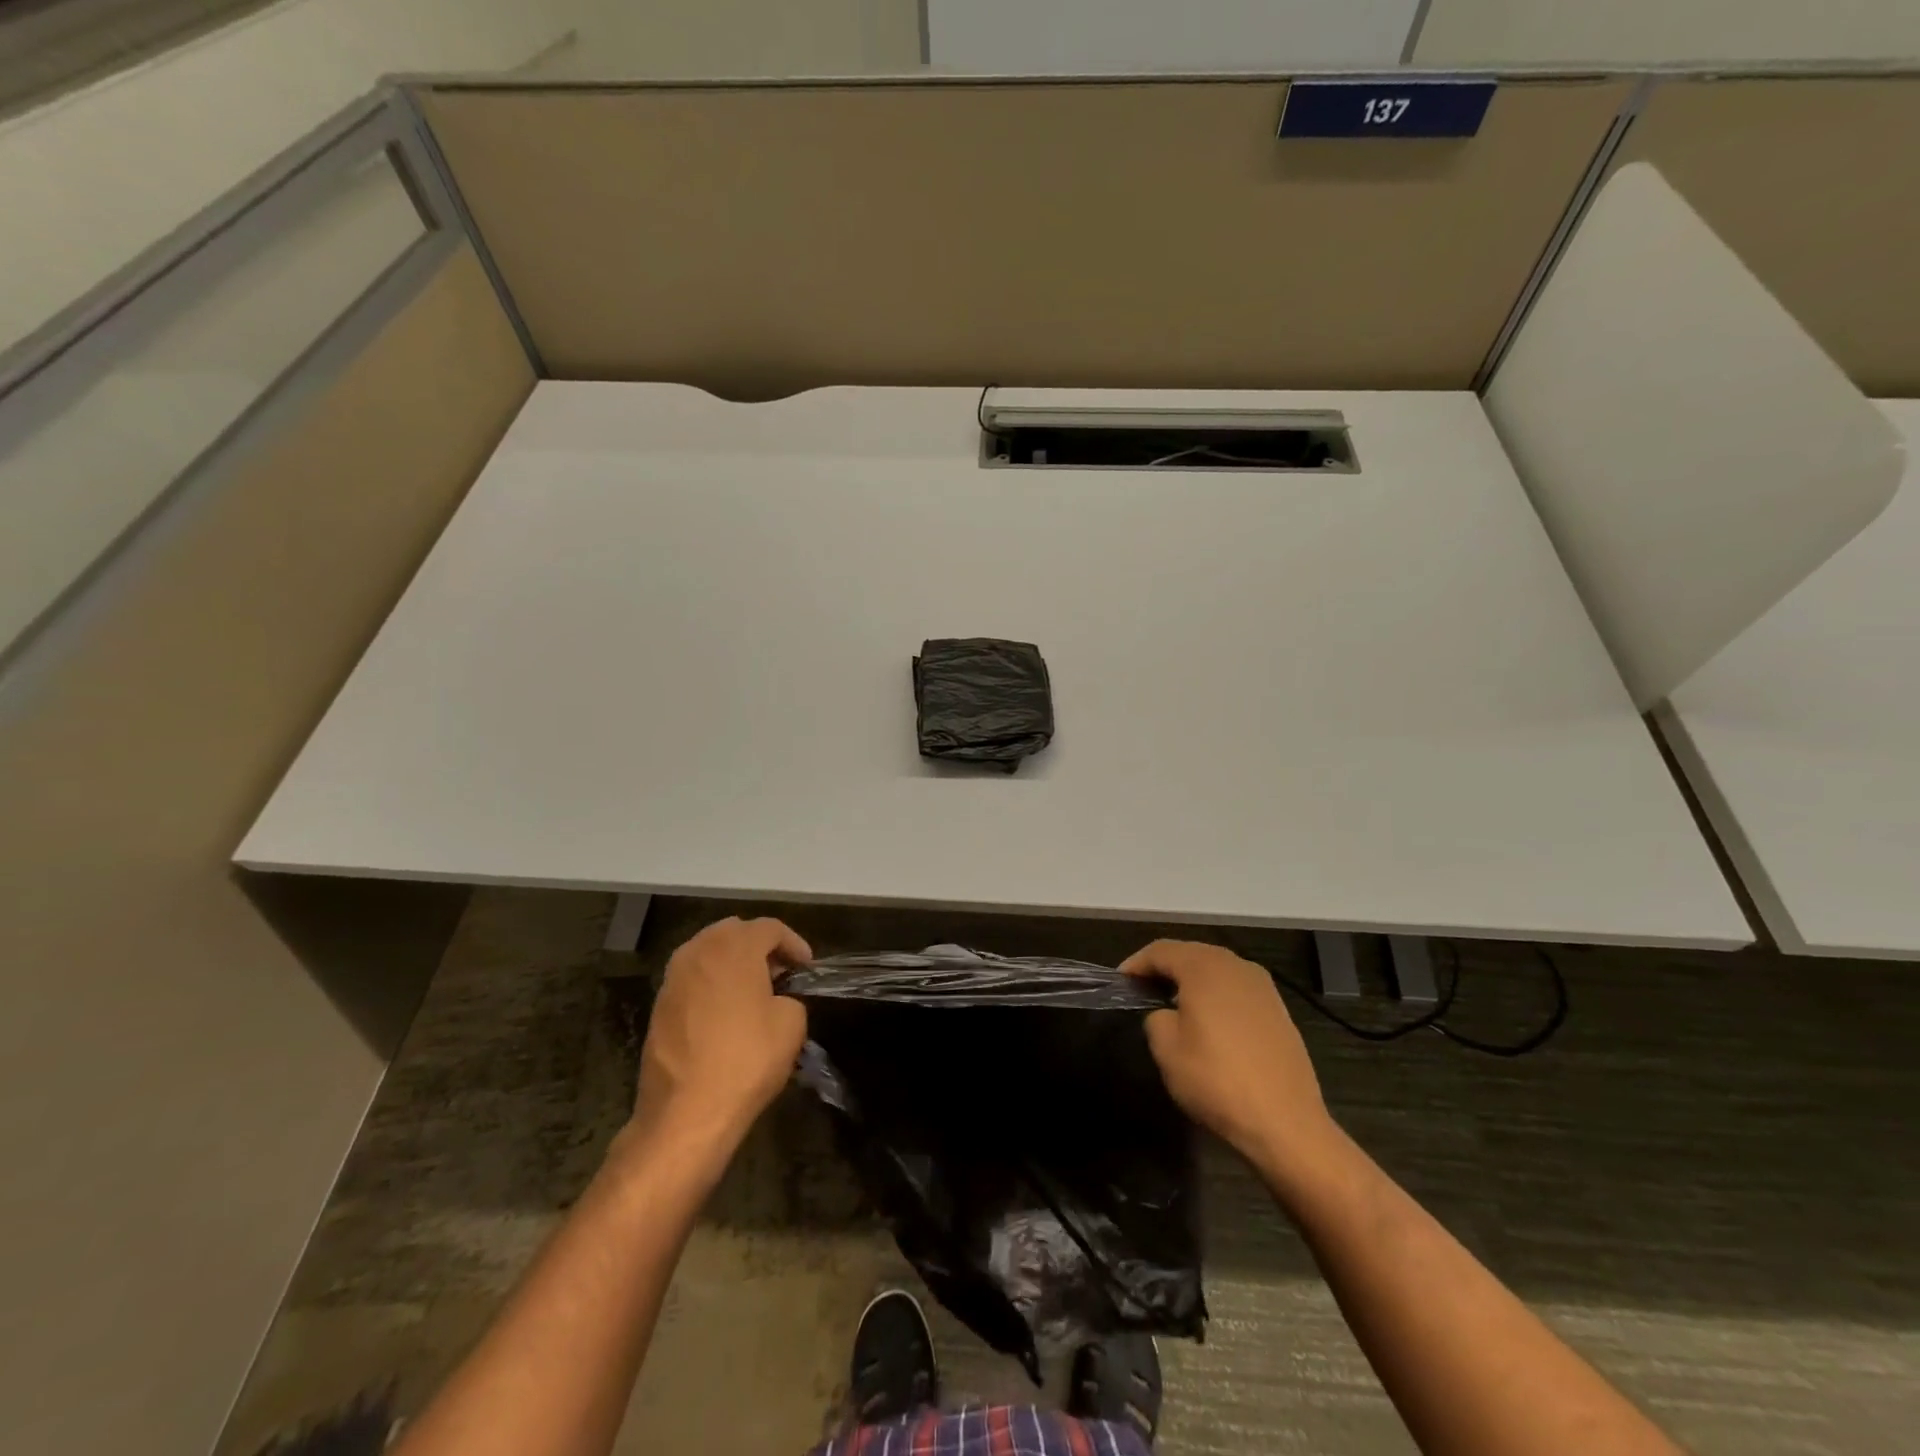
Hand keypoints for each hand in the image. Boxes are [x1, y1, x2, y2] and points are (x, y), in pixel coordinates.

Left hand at [633, 917, 811, 1150]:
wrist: (686, 1114)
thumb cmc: (746, 1059)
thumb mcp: (791, 1024)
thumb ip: (790, 997)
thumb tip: (777, 1000)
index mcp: (733, 947)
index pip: (770, 928)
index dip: (794, 943)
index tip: (806, 968)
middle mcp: (698, 951)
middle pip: (734, 932)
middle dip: (760, 947)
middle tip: (780, 974)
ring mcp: (673, 978)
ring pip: (709, 953)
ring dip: (733, 964)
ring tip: (754, 992)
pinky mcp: (659, 1006)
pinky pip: (693, 979)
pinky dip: (713, 984)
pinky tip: (727, 1013)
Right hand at [1122, 940, 1336, 1179]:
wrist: (1286, 1123)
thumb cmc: (1217, 1080)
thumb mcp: (1166, 1049)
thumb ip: (1155, 1017)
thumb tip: (1166, 1014)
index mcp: (1205, 967)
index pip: (1161, 951)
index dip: (1136, 964)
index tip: (1120, 982)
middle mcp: (1236, 966)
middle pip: (1191, 954)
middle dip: (1164, 968)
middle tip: (1142, 989)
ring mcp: (1263, 987)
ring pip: (1216, 970)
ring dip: (1191, 981)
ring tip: (1172, 1004)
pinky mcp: (1278, 1010)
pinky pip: (1236, 990)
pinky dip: (1216, 996)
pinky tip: (1208, 1022)